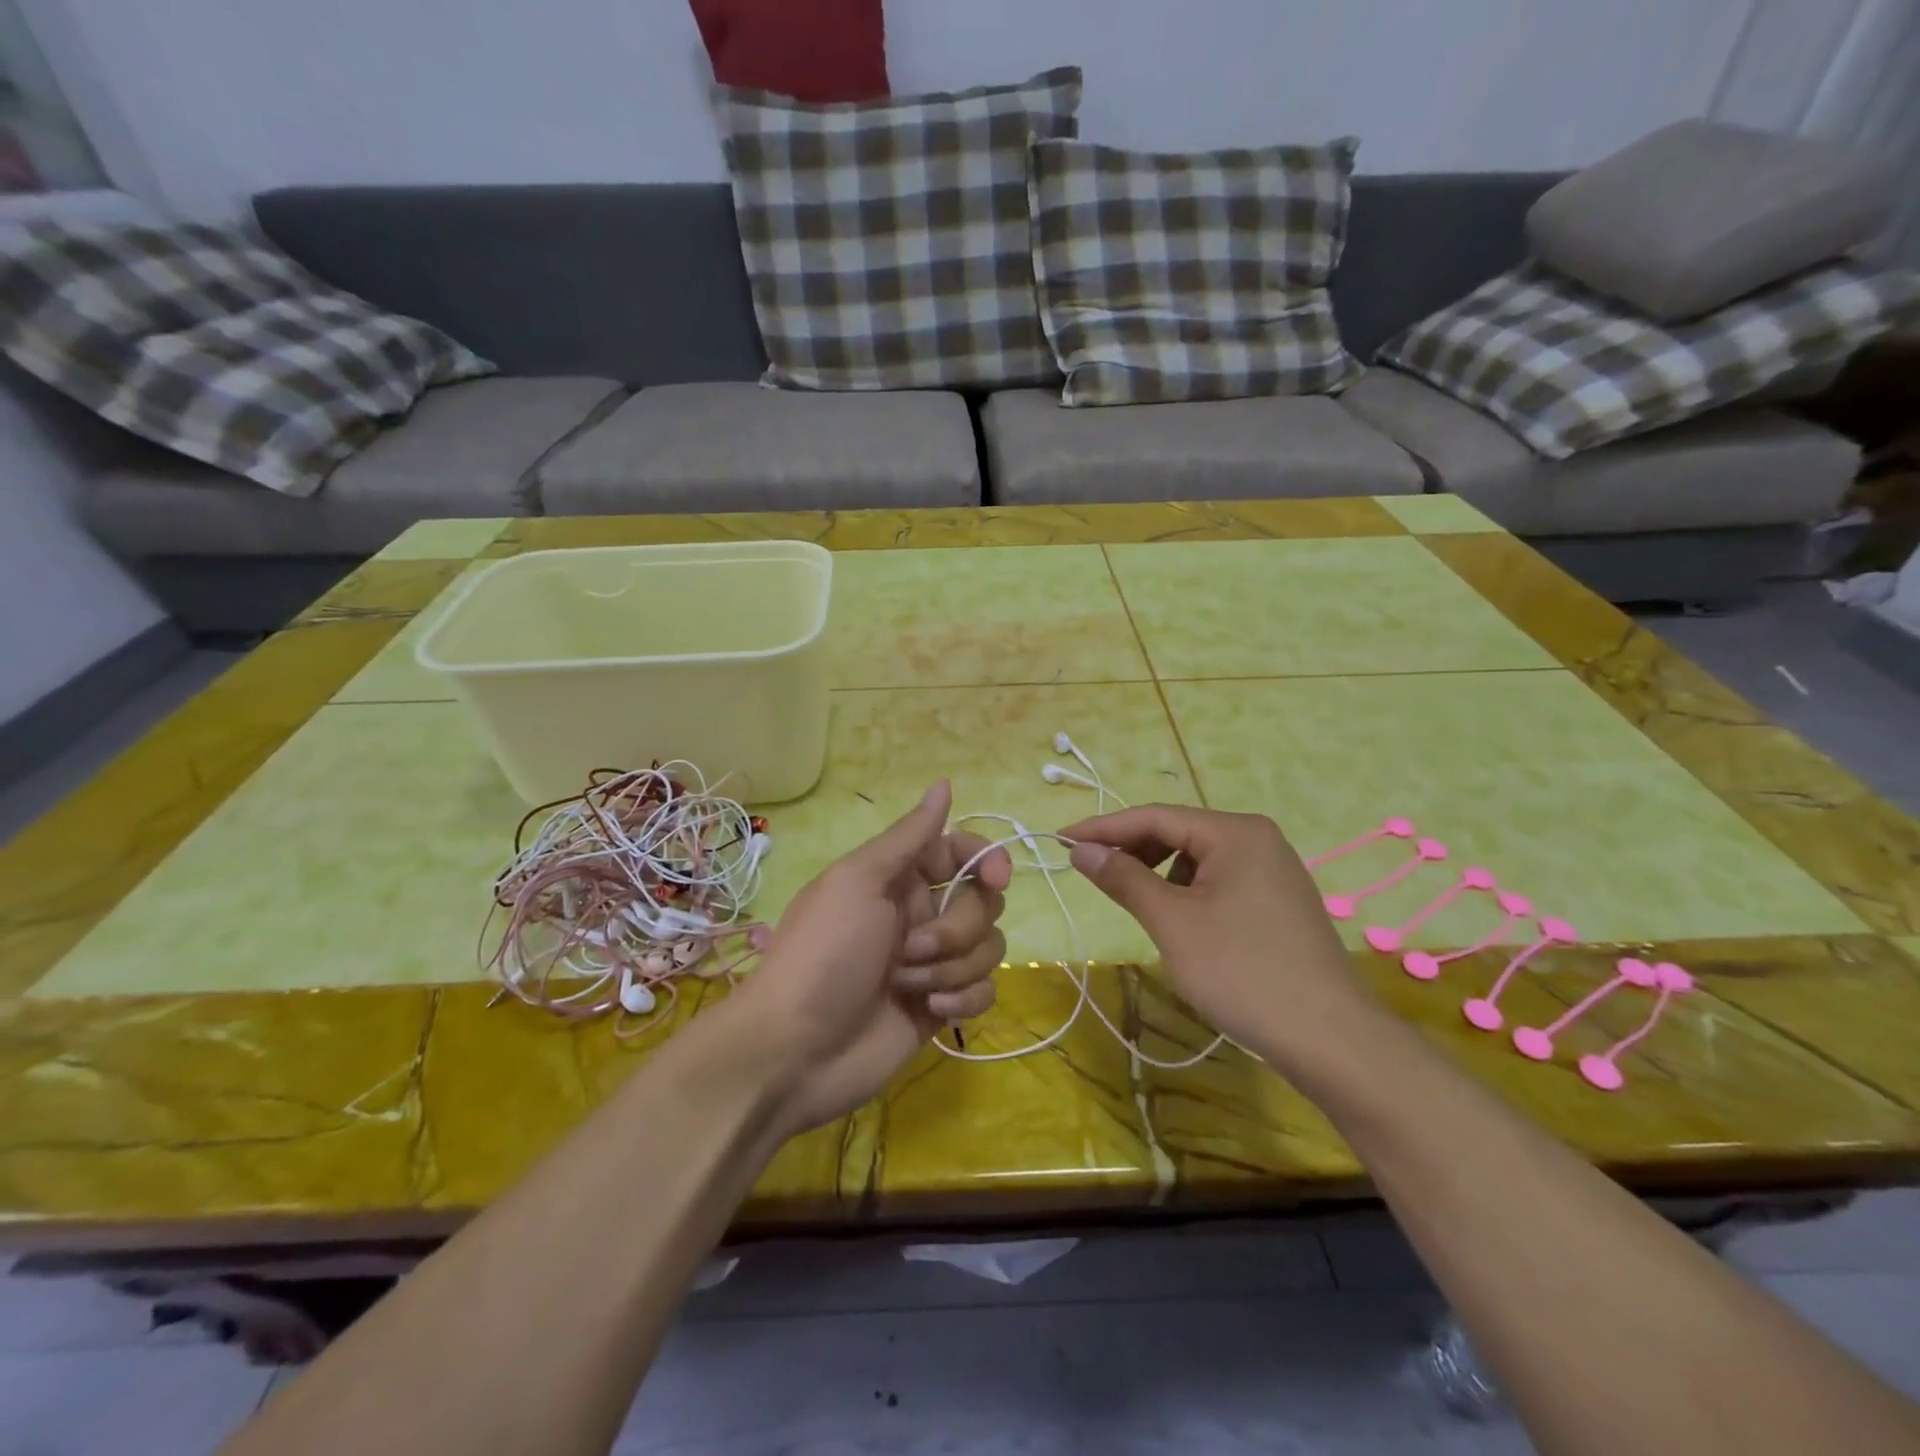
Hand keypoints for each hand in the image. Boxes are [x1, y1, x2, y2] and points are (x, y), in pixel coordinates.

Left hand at [732, 781, 1010, 1135]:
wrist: (794, 1051)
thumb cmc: (824, 954)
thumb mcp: (858, 881)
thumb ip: (909, 836)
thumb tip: (945, 783)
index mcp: (899, 878)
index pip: (961, 852)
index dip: (986, 860)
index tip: (995, 880)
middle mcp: (920, 914)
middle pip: (983, 903)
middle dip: (957, 929)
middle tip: (911, 950)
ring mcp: (932, 962)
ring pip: (988, 948)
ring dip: (952, 968)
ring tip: (907, 987)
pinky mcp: (941, 1006)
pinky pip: (984, 989)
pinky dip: (963, 998)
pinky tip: (929, 1012)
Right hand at [1060, 805, 1369, 1064]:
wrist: (1330, 1038)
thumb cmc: (1242, 971)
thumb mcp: (1172, 922)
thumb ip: (1124, 878)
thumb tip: (1082, 850)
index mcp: (1235, 832)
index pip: (1155, 817)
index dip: (1103, 828)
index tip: (1060, 841)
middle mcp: (1258, 839)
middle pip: (1178, 832)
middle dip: (1132, 850)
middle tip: (1092, 874)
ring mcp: (1274, 871)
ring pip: (1198, 859)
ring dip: (1160, 874)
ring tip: (1138, 905)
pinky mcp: (1279, 902)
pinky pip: (1220, 881)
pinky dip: (1188, 892)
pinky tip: (1180, 923)